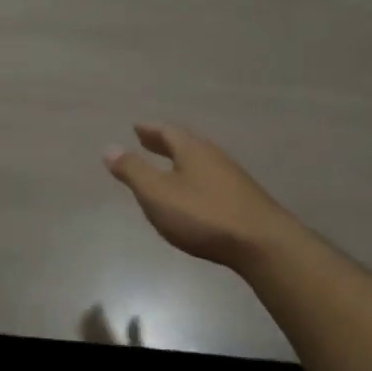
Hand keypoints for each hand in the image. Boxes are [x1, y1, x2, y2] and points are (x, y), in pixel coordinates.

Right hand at [104, 123, 296, 269]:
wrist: (262, 243)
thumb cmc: (203, 215)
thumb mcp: (158, 194)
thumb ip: (133, 171)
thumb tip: (110, 148)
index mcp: (191, 150)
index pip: (167, 131)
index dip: (150, 130)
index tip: (136, 127)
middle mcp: (213, 156)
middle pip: (185, 143)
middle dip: (164, 142)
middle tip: (147, 141)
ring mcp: (231, 177)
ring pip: (200, 160)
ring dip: (181, 160)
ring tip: (167, 166)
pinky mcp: (242, 198)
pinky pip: (211, 178)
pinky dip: (194, 177)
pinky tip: (193, 193)